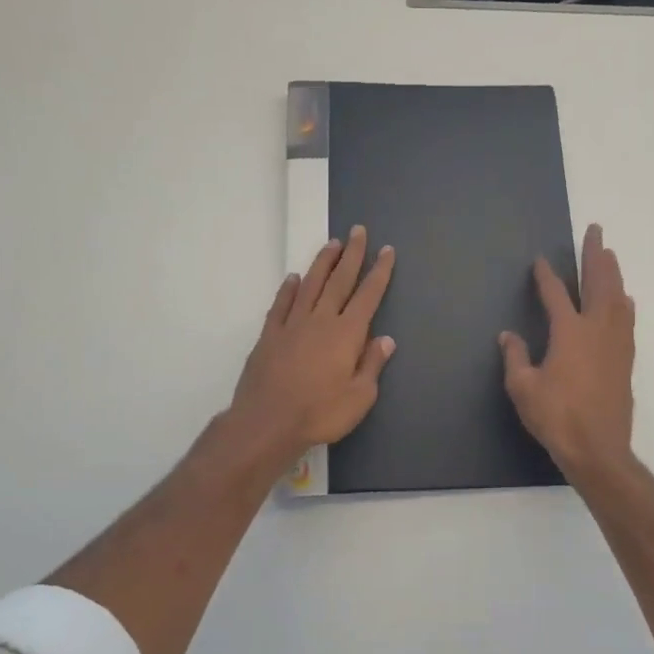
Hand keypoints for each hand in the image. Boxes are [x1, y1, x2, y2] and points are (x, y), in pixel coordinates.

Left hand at [227, 226, 395, 464]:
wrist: (267, 422)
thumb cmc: (319, 413)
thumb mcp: (359, 398)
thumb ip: (372, 365)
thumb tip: (385, 339)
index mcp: (347, 334)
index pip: (368, 295)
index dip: (379, 272)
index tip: (386, 250)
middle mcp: (321, 320)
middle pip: (340, 280)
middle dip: (352, 255)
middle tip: (358, 231)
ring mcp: (292, 325)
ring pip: (311, 285)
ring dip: (322, 263)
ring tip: (332, 244)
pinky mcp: (270, 335)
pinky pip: (281, 304)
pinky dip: (289, 289)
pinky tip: (294, 279)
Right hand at [500, 223, 635, 482]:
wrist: (598, 449)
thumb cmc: (556, 417)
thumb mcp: (523, 388)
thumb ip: (515, 357)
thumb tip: (508, 336)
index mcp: (569, 332)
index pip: (556, 294)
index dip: (546, 276)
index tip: (540, 261)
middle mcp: (597, 329)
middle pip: (598, 283)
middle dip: (595, 256)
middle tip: (596, 232)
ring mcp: (616, 343)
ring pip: (617, 298)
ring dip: (612, 274)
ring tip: (609, 256)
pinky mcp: (626, 360)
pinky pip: (627, 320)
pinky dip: (624, 303)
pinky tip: (625, 299)